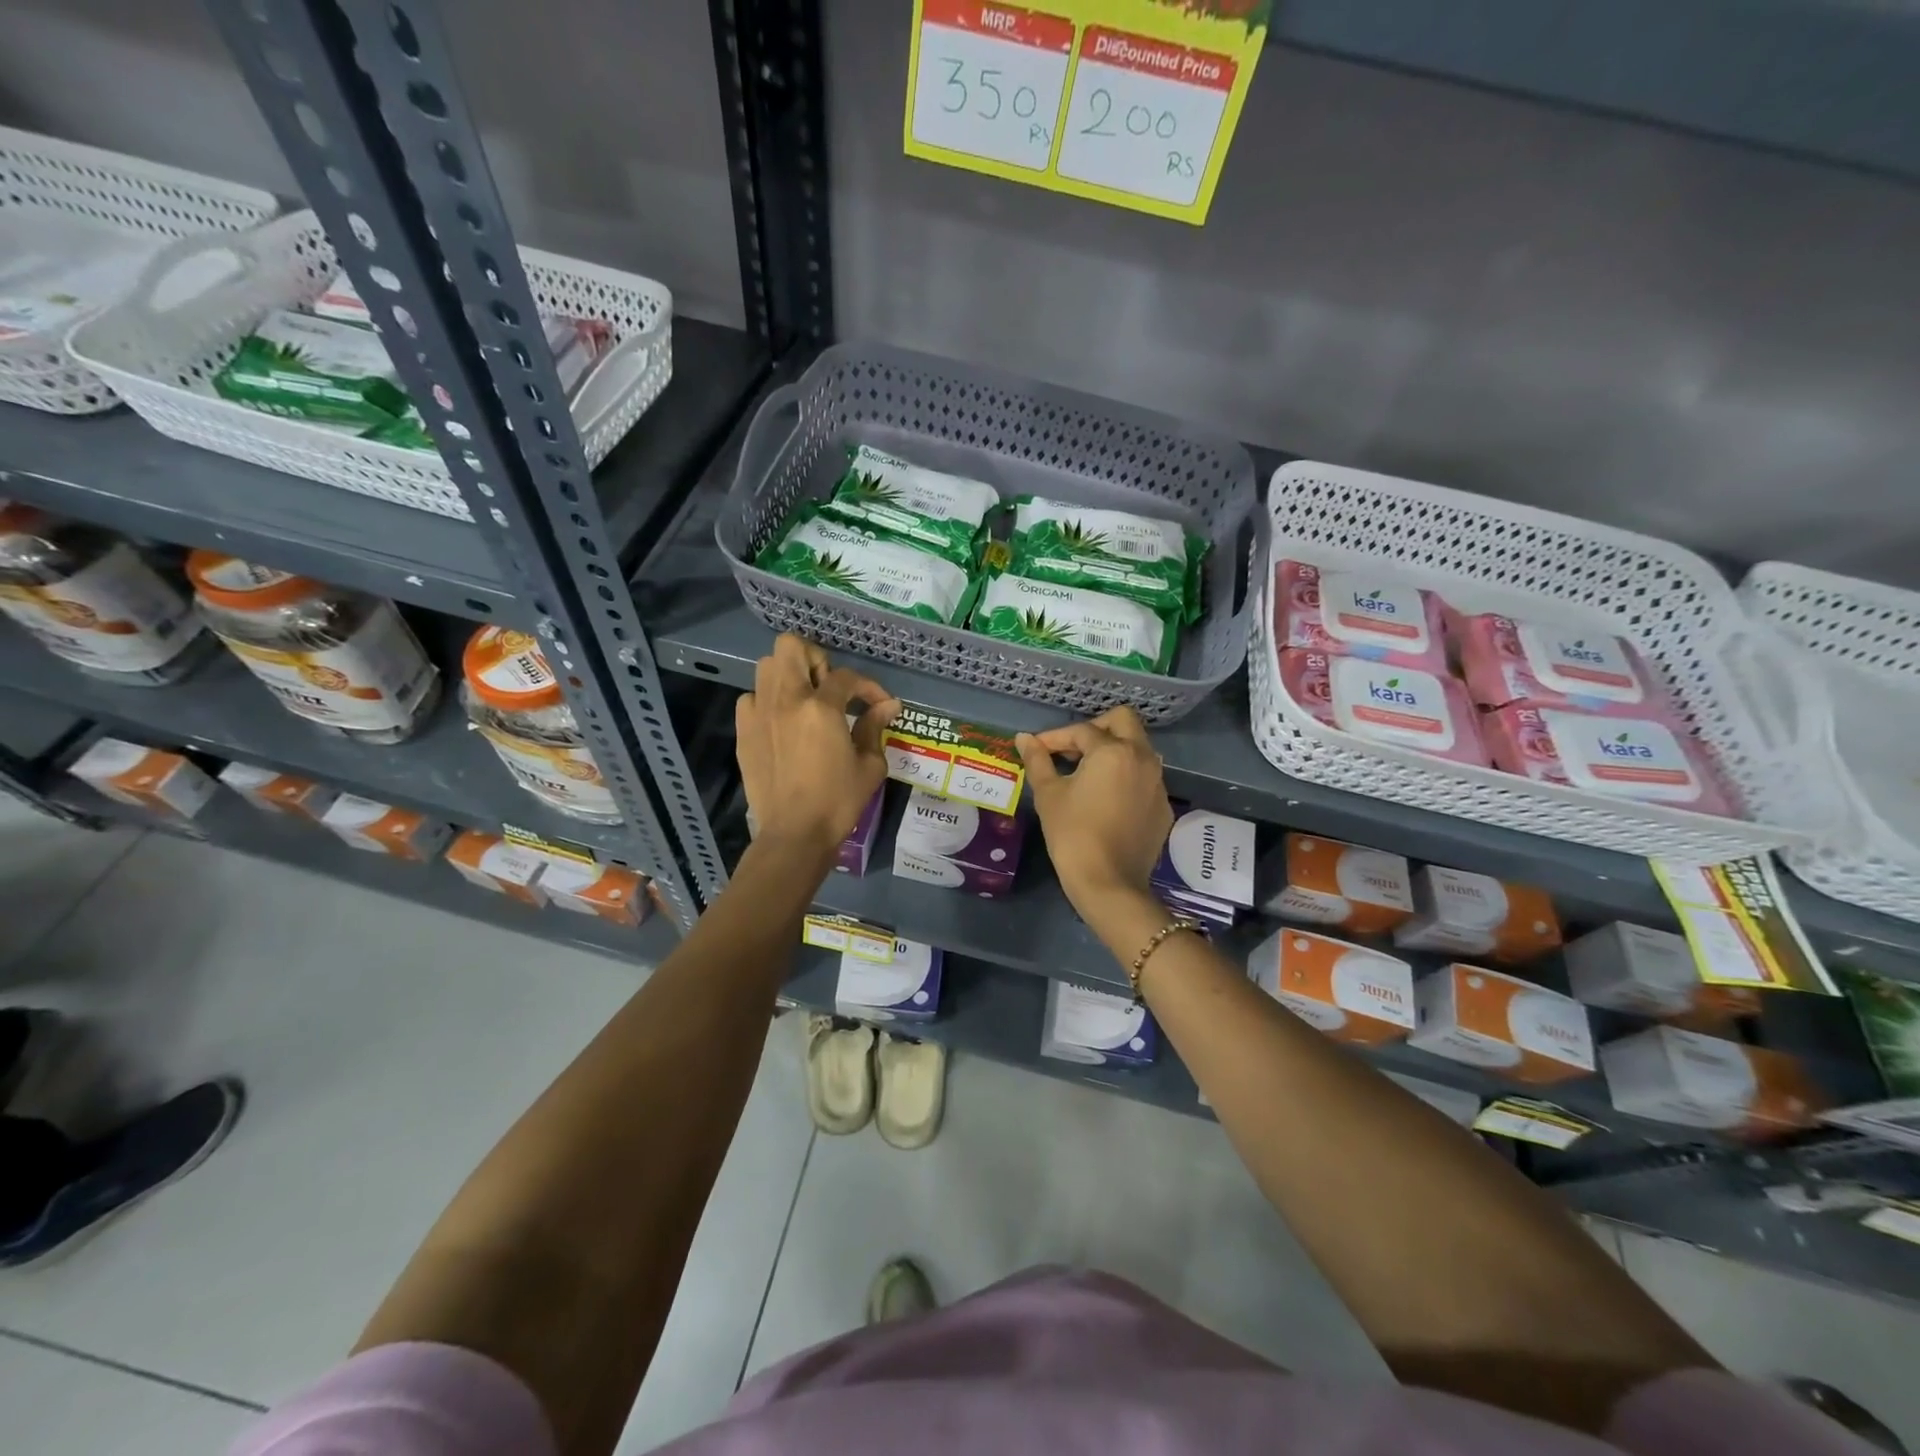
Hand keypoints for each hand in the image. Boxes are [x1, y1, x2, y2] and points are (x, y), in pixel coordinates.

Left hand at [737, 635, 898, 855]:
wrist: (794, 833)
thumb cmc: (838, 801)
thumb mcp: (869, 765)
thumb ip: (874, 727)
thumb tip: (888, 706)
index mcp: (820, 708)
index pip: (847, 677)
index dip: (869, 687)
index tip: (879, 705)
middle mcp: (786, 700)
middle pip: (791, 646)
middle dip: (815, 658)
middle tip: (829, 687)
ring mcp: (759, 713)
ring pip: (766, 666)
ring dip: (789, 675)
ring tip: (805, 700)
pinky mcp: (744, 731)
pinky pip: (750, 697)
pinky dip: (767, 701)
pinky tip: (782, 722)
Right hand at [1017, 708, 1171, 921]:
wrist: (1109, 883)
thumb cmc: (1073, 834)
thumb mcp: (1049, 795)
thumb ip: (1038, 760)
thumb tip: (1024, 738)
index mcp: (1114, 751)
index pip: (1081, 731)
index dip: (1054, 737)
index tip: (1037, 749)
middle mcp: (1143, 758)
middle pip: (1123, 721)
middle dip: (1095, 727)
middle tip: (1072, 749)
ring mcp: (1158, 783)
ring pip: (1139, 749)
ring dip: (1114, 750)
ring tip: (1087, 772)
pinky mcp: (1163, 807)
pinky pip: (1145, 778)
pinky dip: (1125, 777)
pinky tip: (1106, 799)